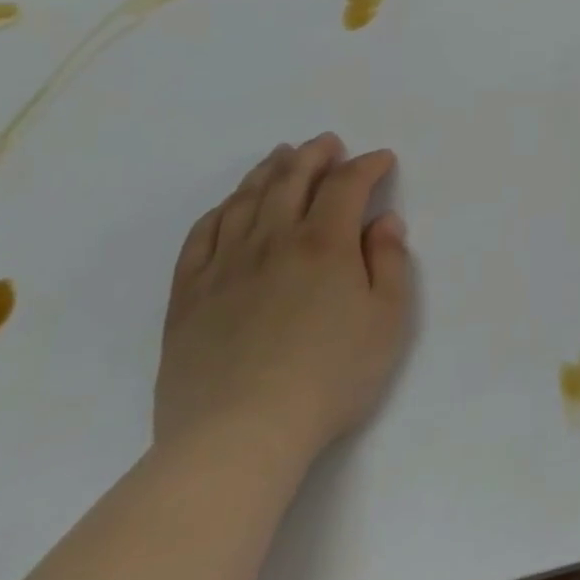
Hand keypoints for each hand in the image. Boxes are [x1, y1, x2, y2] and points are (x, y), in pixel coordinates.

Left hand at [155, 135, 414, 471]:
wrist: (238, 436)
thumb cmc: (330, 376)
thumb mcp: (387, 320)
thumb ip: (390, 263)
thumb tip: (383, 222)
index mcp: (325, 243)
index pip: (347, 185)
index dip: (367, 166)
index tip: (382, 161)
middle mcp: (273, 241)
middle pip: (292, 180)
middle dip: (314, 155)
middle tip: (328, 142)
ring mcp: (225, 267)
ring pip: (246, 201)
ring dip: (268, 171)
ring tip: (281, 155)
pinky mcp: (188, 296)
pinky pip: (201, 237)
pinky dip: (220, 210)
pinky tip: (230, 205)